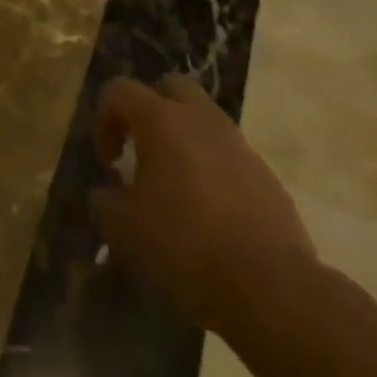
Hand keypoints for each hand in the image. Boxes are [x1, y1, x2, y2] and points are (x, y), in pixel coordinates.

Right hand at [89, 74, 318, 340]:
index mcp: (161, 119)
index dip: (104, 119)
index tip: (109, 163)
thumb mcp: (123, 228)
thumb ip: (105, 201)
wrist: (272, 288)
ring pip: (205, 122)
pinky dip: (214, 172)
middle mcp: (201, 119)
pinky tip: (210, 216)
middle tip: (143, 151)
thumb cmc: (185, 245)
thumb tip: (108, 193)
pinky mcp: (267, 177)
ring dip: (185, 142)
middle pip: (171, 88)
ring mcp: (240, 146)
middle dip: (151, 111)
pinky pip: (230, 158)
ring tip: (177, 188)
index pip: (120, 89)